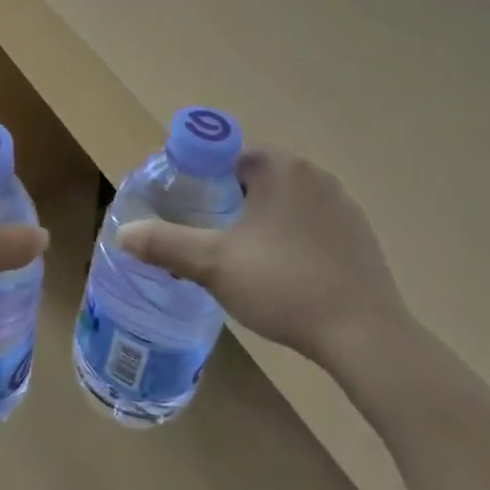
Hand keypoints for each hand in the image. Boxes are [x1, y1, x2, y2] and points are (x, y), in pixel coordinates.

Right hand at [116, 148, 410, 369]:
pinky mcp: (361, 237)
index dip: (199, 174)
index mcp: (280, 168)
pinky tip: (281, 272)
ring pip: (284, 200)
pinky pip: (310, 223)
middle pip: (255, 175)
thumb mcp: (213, 264)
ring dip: (259, 218)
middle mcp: (315, 175)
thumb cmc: (284, 285)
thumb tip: (123, 234)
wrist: (365, 337)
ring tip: (239, 255)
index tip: (184, 205)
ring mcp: (343, 206)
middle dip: (226, 197)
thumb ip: (165, 244)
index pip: (226, 152)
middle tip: (205, 231)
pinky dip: (289, 237)